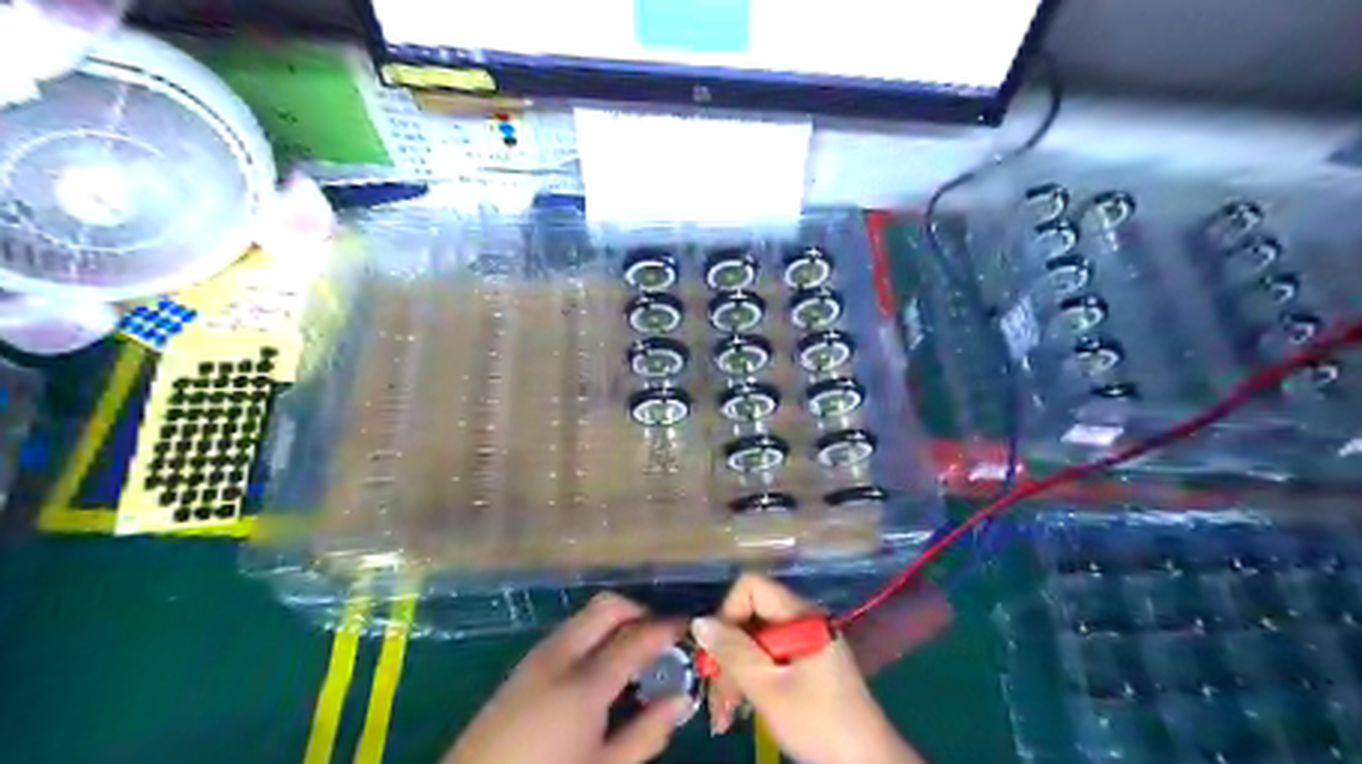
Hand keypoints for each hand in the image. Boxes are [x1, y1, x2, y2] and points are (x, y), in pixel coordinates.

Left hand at [447, 594, 693, 762]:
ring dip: (614, 622)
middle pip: (606, 607)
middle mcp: (559, 657)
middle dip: (638, 611)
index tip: (690, 625)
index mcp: (584, 683)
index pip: (636, 636)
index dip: (667, 626)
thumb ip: (646, 733)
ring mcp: (535, 658)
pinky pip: (566, 634)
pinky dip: (592, 636)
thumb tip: (681, 698)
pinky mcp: (520, 668)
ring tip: (634, 655)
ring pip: (584, 617)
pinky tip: (600, 670)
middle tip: (660, 637)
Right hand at [693, 575, 926, 763]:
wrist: (867, 762)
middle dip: (726, 651)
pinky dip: (751, 678)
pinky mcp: (807, 663)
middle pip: (751, 615)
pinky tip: (740, 707)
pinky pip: (769, 657)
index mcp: (801, 615)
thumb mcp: (768, 688)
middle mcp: (803, 619)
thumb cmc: (818, 722)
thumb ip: (733, 652)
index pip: (751, 587)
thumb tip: (699, 621)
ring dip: (735, 671)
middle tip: (713, 692)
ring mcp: (806, 642)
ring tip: (723, 712)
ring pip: (756, 640)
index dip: (728, 613)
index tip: (716, 652)